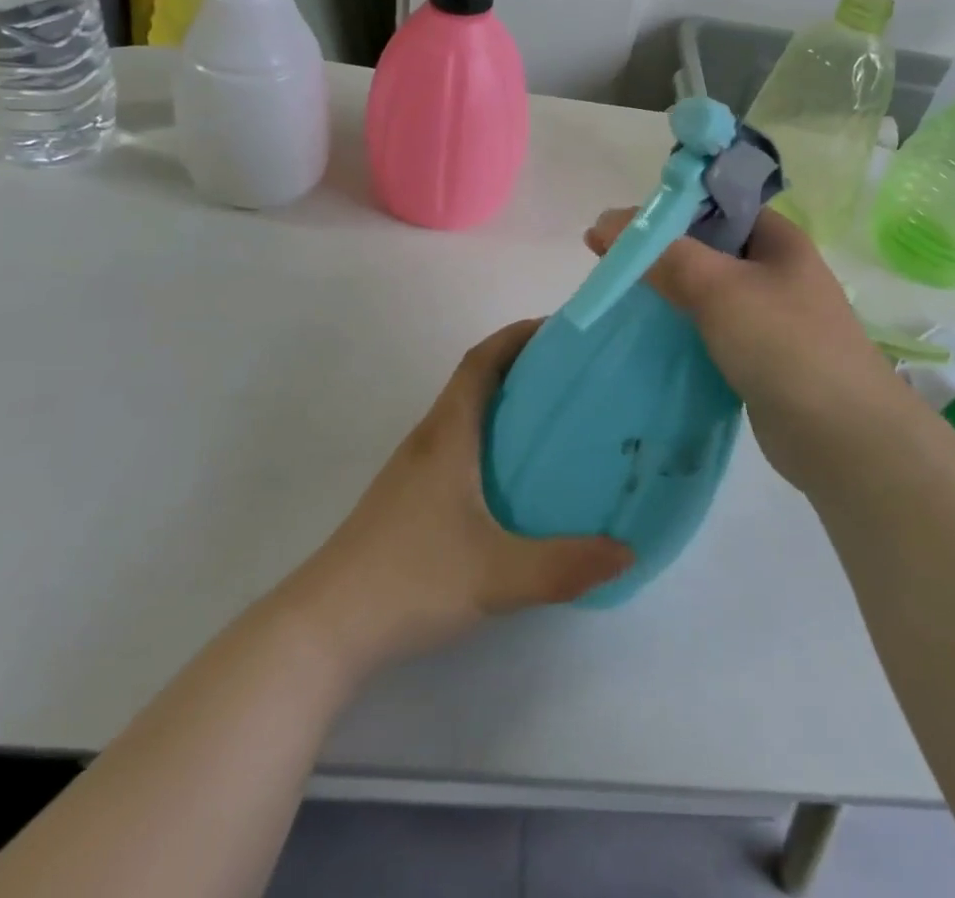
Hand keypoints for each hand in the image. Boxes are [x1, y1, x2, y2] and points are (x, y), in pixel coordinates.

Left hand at [285, 321, 632, 676]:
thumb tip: (627, 552)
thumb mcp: (497, 575)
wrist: (326, 627)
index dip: (517, 336)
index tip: (558, 329)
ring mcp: (412, 470)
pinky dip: (488, 438)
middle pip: (474, 380)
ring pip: (463, 414)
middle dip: (520, 365)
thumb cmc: (411, 579)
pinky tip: (512, 478)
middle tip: (572, 374)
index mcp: (447, 435)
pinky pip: (456, 445)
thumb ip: (564, 566)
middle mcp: (428, 440)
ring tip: (552, 419)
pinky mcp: (407, 498)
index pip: (481, 361)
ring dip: (502, 401)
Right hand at [585, 207, 908, 490]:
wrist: (843, 438)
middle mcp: (775, 269)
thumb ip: (663, 254)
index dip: (665, 208)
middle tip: (606, 261)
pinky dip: (680, 326)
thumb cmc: (784, 344)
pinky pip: (710, 327)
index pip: (713, 204)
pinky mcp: (758, 355)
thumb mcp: (720, 288)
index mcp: (777, 238)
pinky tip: (650, 333)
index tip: (618, 226)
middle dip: (658, 250)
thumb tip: (606, 222)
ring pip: (706, 289)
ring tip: (618, 295)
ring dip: (667, 289)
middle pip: (706, 246)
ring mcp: (769, 315)